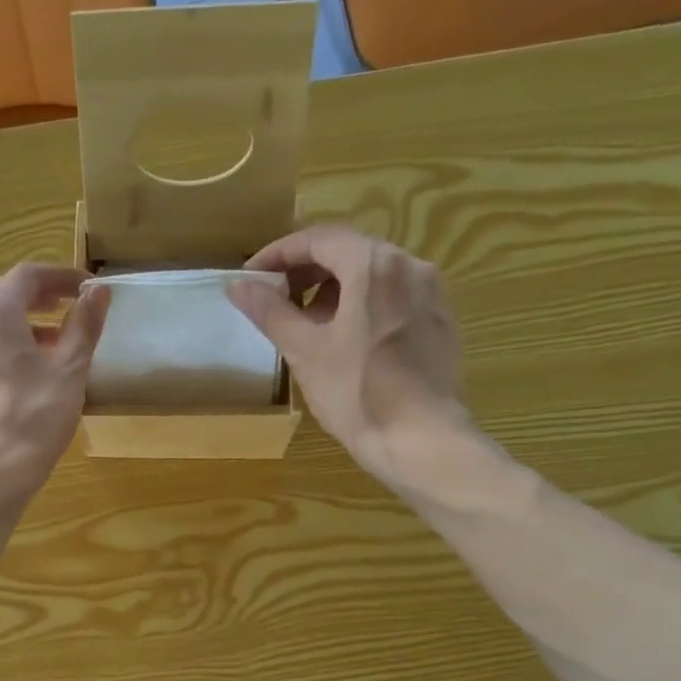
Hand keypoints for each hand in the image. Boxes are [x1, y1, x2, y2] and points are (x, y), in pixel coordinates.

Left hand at [0, 264, 109, 515]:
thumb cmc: (31, 420)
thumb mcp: (69, 372)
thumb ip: (84, 326)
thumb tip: (98, 291)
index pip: (28, 276)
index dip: (62, 277)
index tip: (88, 290)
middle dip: (30, 294)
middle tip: (61, 308)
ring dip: (14, 321)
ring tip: (49, 344)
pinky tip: (22, 375)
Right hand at [228, 226, 468, 490]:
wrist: (422, 441)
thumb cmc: (357, 394)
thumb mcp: (305, 352)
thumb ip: (271, 313)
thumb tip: (238, 286)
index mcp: (373, 265)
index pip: (318, 239)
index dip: (279, 254)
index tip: (252, 278)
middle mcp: (410, 265)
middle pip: (349, 251)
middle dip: (307, 272)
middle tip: (276, 301)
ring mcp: (432, 292)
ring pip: (374, 275)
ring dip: (335, 289)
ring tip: (309, 325)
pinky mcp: (441, 320)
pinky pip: (395, 297)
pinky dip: (364, 305)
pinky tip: (348, 341)